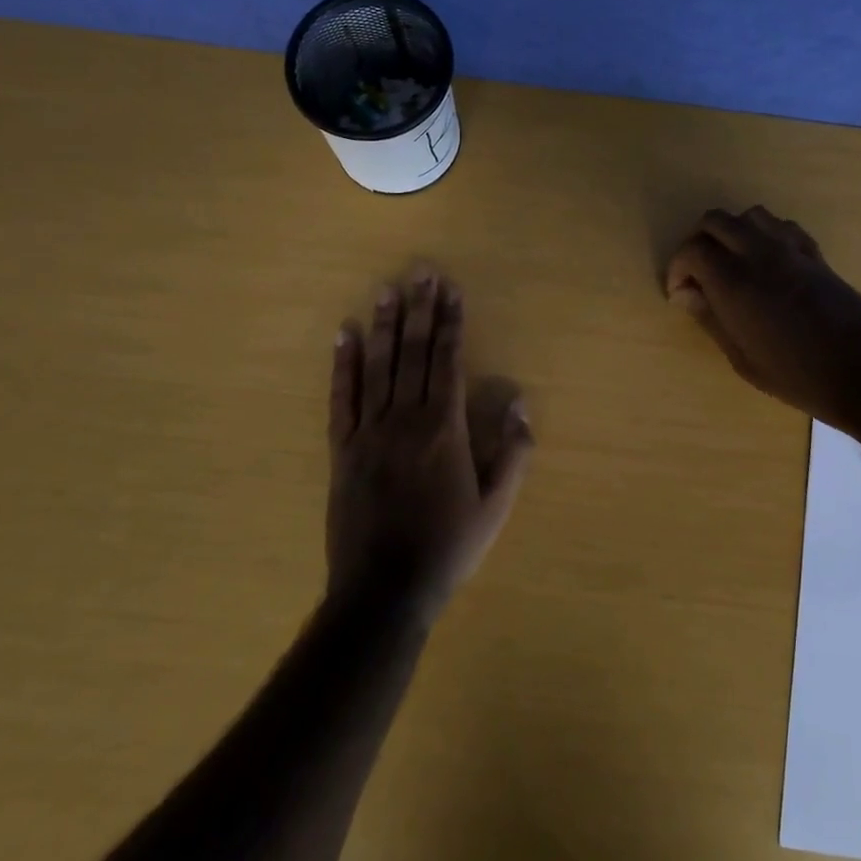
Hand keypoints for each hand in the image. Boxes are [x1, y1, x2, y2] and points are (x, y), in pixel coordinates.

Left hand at [326, 268, 533, 623]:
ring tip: (388, 289)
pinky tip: (345, 335)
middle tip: (421, 272)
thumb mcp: (496, 507)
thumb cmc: (448, 547)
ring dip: (384, 325)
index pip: (447, 361)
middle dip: (419, 310)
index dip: (450, 323)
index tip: (451, 290)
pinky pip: (341, 398)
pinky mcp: (342, 449)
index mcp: (444, 429)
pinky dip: (343, 365)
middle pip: (413, 353)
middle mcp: (405, 419)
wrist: (384, 589)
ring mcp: (368, 432)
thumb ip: (513, 452)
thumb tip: (519, 402)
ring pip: (377, 366)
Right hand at [665, 206, 860, 430]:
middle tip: (698, 275)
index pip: (692, 250)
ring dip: (732, 233)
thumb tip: (686, 295)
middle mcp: (759, 253)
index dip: (678, 269)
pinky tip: (766, 264)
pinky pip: (782, 227)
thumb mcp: (742, 358)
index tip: (680, 294)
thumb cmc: (796, 376)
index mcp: (734, 281)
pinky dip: (764, 235)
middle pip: (716, 221)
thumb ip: (711, 318)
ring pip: (750, 216)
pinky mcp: (816, 254)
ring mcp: (791, 249)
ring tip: (731, 264)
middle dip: (698, 242)